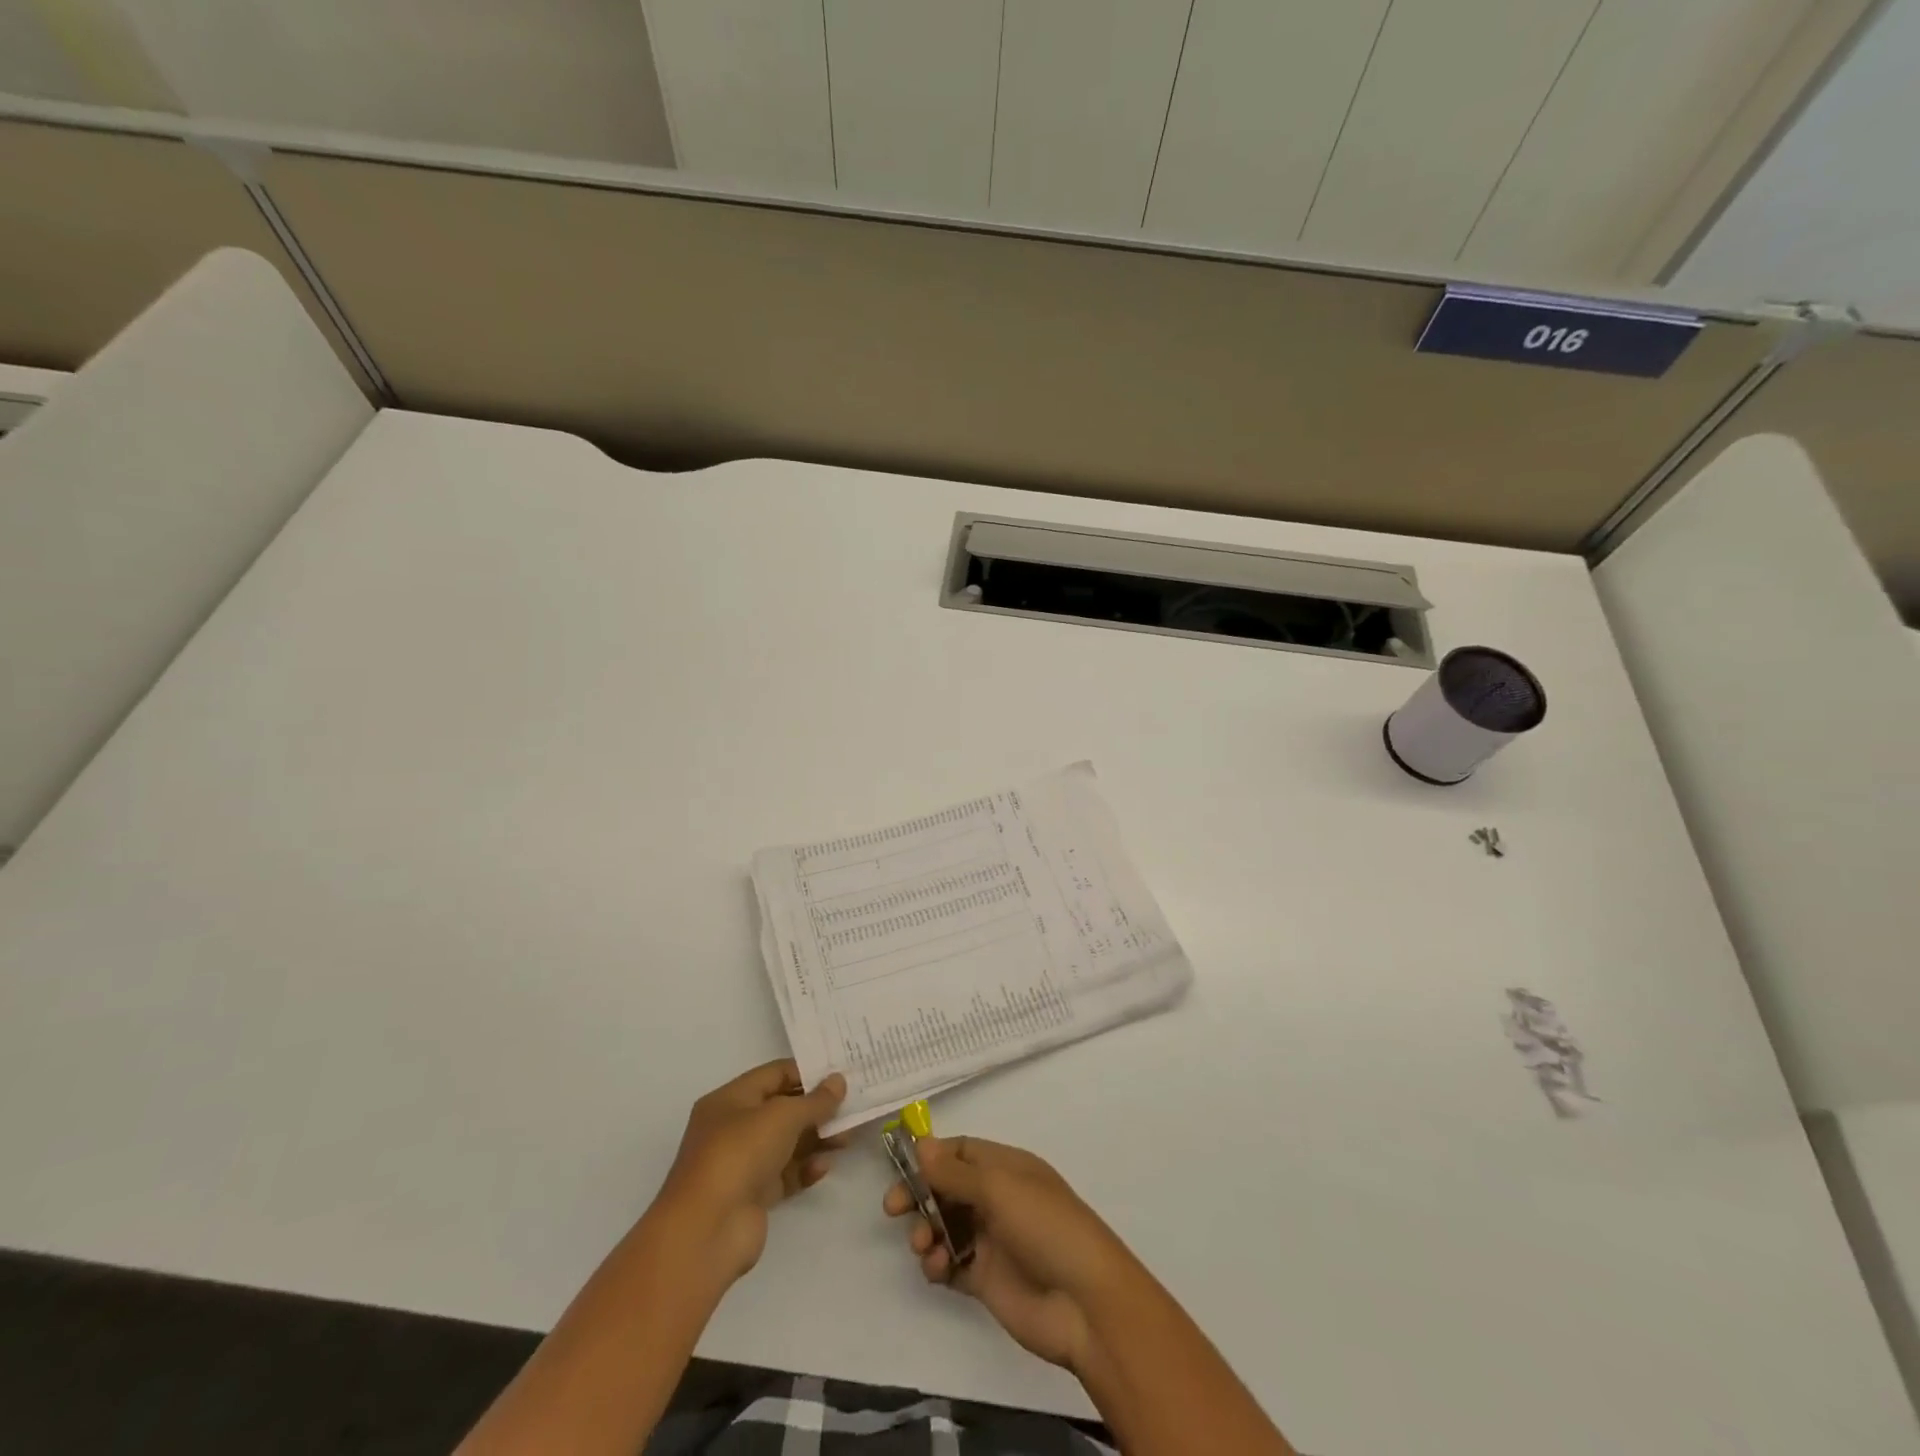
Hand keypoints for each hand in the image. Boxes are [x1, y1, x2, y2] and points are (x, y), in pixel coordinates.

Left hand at [654, 1060, 846, 1282]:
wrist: (707, 1230)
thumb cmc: (740, 1154)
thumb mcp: (782, 1116)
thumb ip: (815, 1100)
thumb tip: (838, 1081)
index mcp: (730, 1100)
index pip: (774, 1075)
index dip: (807, 1072)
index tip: (841, 1075)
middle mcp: (734, 1127)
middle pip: (782, 1109)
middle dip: (816, 1108)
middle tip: (851, 1108)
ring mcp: (743, 1163)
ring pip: (786, 1143)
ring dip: (816, 1139)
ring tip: (847, 1138)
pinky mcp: (753, 1195)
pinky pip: (785, 1174)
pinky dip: (805, 1169)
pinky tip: (824, 1167)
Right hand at [884, 1136, 1136, 1371]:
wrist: (1085, 1303)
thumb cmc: (1045, 1227)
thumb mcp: (999, 1189)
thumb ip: (955, 1172)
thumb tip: (921, 1144)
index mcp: (1007, 1168)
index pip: (961, 1151)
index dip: (932, 1157)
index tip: (902, 1168)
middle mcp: (998, 1199)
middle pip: (947, 1188)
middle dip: (920, 1195)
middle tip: (893, 1209)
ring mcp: (992, 1240)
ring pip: (945, 1226)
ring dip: (926, 1231)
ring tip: (924, 1246)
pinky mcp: (986, 1280)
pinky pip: (951, 1264)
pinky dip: (937, 1263)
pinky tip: (937, 1268)